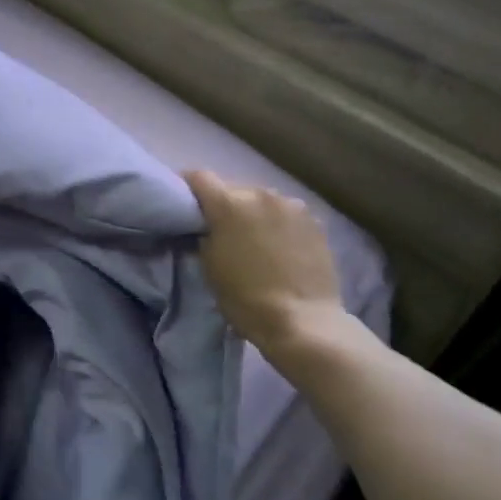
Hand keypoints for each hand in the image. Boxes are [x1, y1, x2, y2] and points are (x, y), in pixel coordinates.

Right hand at [182, 170, 346, 355]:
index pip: (198, 177)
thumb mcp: (210, 268)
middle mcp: (261, 193)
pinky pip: (286, 214)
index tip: (186, 203)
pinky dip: (278, 224)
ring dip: (254, 213)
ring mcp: (292, 205)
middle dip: (225, 204)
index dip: (188, 187)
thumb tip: (206, 227)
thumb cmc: (246, 299)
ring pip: (263, 200)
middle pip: (233, 188)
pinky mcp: (315, 221)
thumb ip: (204, 236)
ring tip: (256, 240)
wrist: (303, 322)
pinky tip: (282, 248)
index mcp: (229, 203)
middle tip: (222, 229)